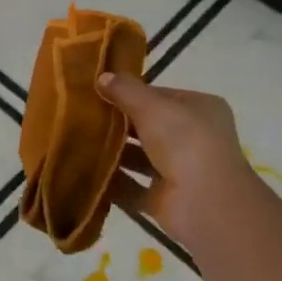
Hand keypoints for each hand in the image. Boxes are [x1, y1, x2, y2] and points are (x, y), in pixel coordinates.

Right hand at [96, 72, 258, 242]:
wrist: (205, 204)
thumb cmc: (185, 142)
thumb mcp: (153, 106)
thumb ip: (126, 90)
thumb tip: (102, 76)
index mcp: (200, 109)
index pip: (160, 96)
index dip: (130, 92)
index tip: (97, 91)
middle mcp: (192, 139)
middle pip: (148, 126)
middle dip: (118, 123)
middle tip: (80, 115)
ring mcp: (179, 171)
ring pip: (139, 157)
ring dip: (112, 152)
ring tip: (76, 141)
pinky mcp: (163, 199)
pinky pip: (131, 187)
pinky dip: (111, 181)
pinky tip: (83, 171)